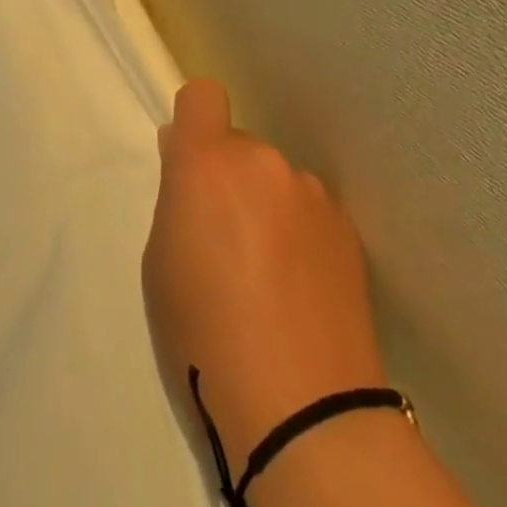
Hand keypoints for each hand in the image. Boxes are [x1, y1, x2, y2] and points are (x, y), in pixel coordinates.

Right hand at [142, 80, 389, 473]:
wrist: (303, 410)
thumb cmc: (204, 336)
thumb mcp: (160, 264)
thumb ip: (176, 199)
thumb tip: (189, 161)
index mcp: (208, 163)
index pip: (202, 95)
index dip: (195, 120)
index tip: (191, 163)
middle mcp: (264, 161)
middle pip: (240, 148)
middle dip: (229, 180)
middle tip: (225, 244)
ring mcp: (311, 193)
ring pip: (276, 182)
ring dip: (267, 208)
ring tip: (269, 278)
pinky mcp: (346, 229)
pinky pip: (309, 213)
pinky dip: (300, 236)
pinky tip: (301, 292)